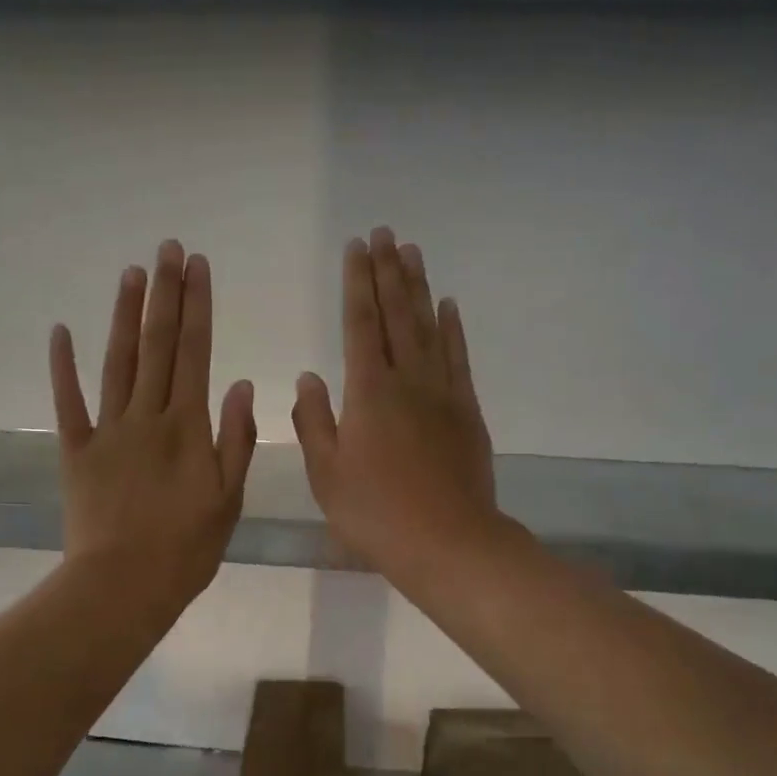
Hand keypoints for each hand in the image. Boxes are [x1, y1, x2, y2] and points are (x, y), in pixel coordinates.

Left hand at [50, 241, 256, 614]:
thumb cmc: (186, 549)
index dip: (197, 306)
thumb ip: (235, 439)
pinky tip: (60, 331)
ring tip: (130, 273)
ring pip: (117, 362)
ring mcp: (107, 431)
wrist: (124, 585)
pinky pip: (68, 402)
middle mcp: (147, 417)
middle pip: (158, 346)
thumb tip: (239, 383)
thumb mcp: (229, 500)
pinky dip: (63, 367)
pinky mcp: (76, 451)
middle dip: (164, 294)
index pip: (195, 353)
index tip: (197, 266)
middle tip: (166, 249)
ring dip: (124, 315)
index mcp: (187, 428)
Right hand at [292, 227, 498, 581]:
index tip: (355, 248)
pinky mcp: (467, 411)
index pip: (361, 325)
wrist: (447, 542)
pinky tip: (448, 306)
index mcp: (368, 393)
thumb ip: (313, 421)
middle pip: (397, 315)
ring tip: (411, 252)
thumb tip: (309, 377)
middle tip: (384, 233)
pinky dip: (453, 328)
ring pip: (429, 327)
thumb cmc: (375, 513)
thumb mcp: (326, 474)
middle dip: (388, 271)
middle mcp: (407, 381)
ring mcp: (443, 393)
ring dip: (419, 288)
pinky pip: (458, 358)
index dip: (356, 284)